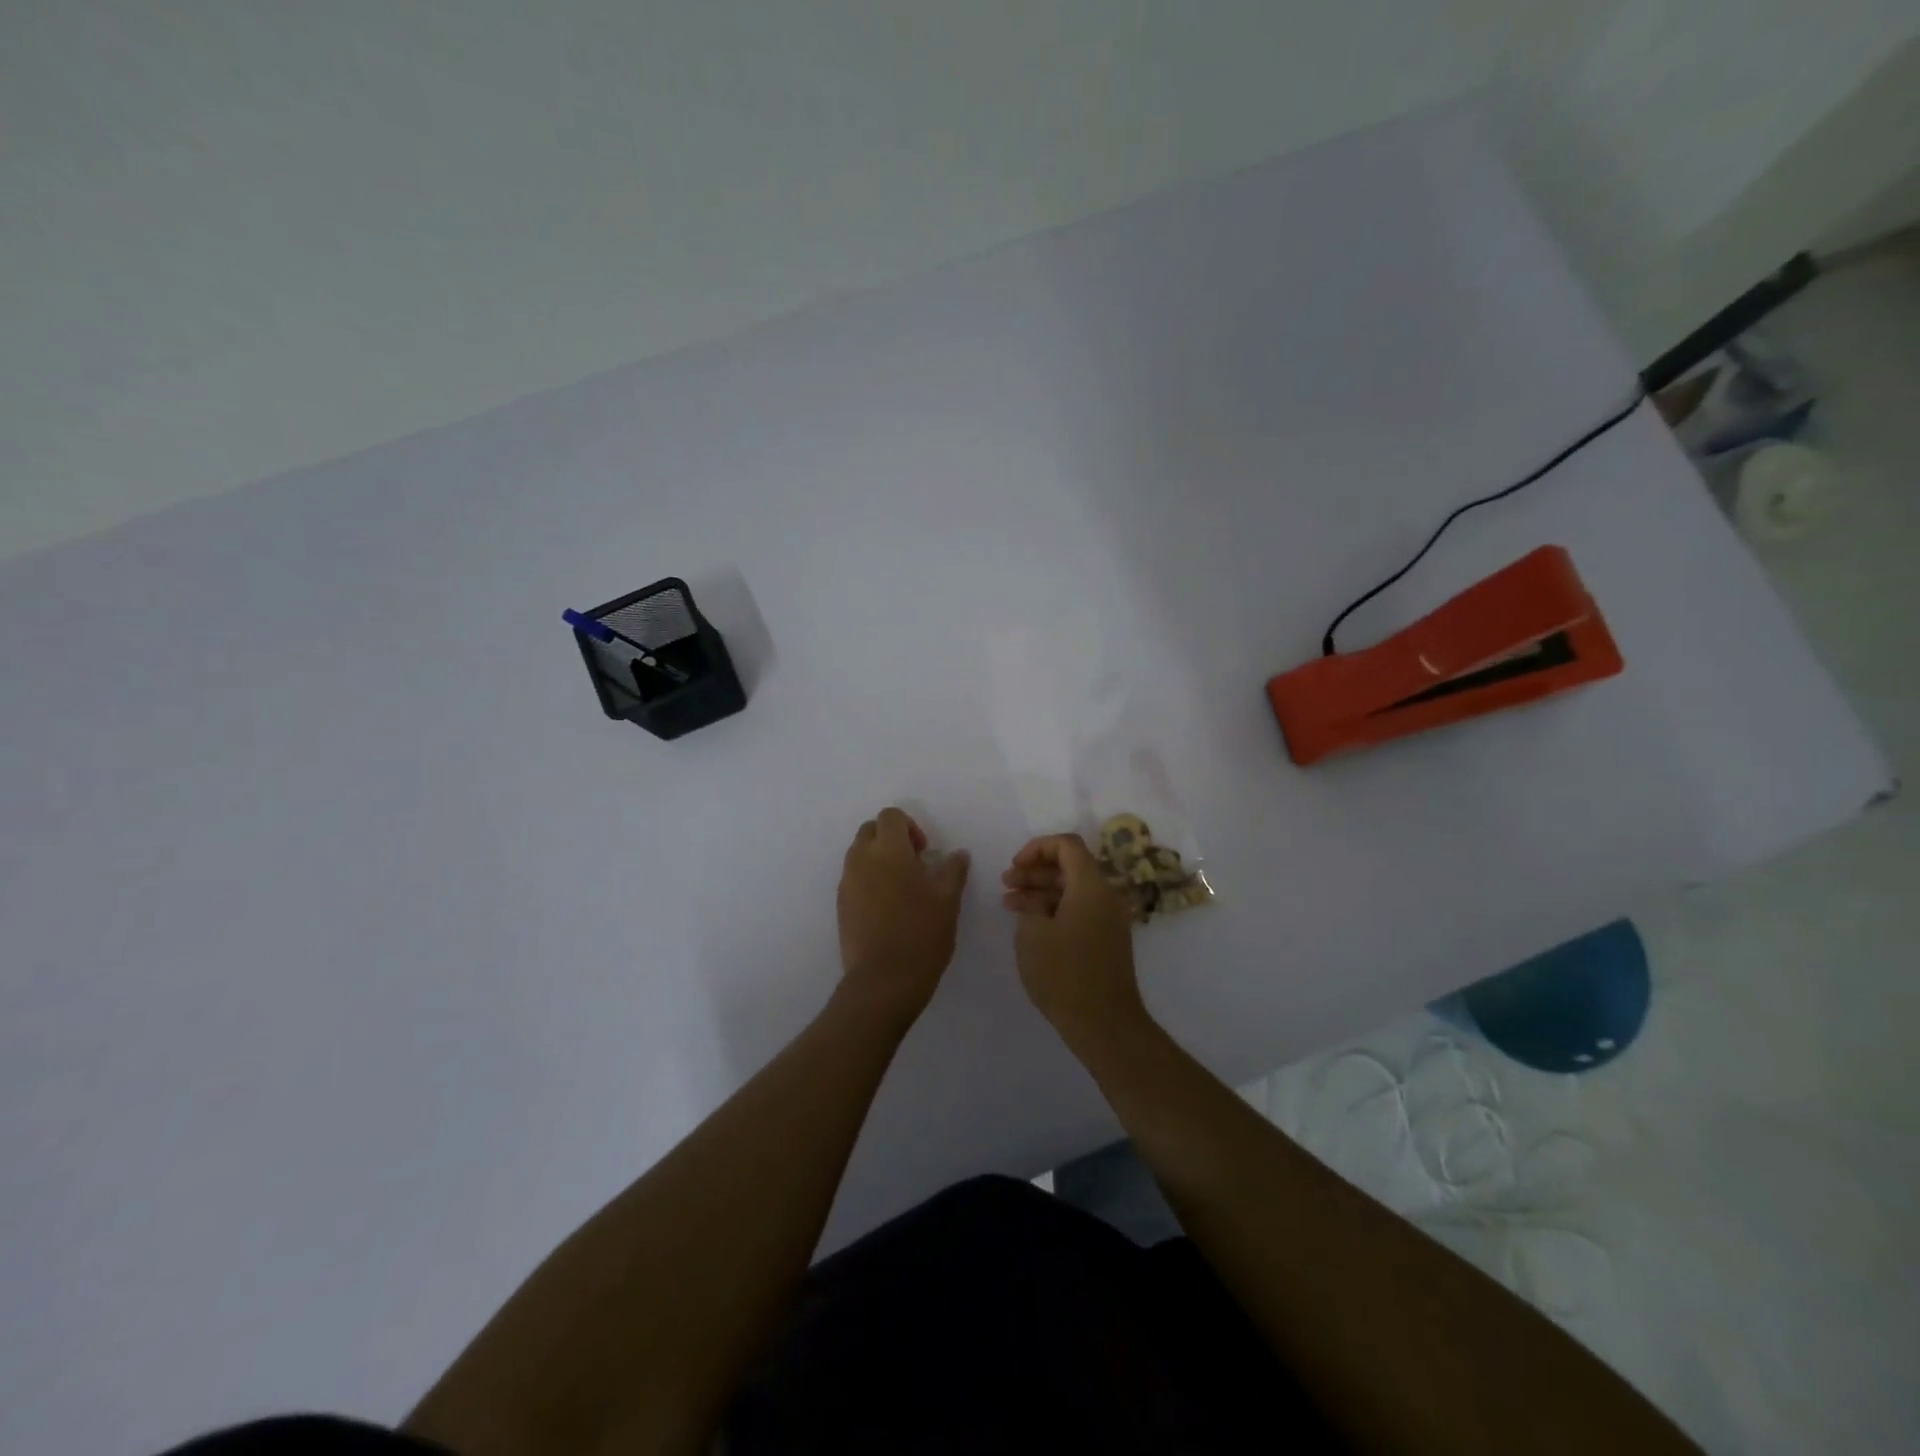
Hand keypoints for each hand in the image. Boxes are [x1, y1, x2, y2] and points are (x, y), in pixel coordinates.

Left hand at [837, 808, 971, 1024]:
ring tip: (902, 888)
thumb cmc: (921, 934)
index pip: (890, 816)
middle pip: (870, 830)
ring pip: (859, 854)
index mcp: (889, 850)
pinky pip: (853, 878)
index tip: (924, 852)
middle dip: (891, 838)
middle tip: (913, 865)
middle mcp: (862, 859)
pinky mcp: (840, 905)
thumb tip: (957, 854)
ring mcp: (847, 882)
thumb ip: (952, 870)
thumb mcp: (948, 901)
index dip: (909, 826)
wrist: (883, 981)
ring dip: (878, 859)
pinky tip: (887, 908)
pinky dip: (868, 880)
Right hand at [1001, 834, 1148, 1047]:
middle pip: (1070, 866)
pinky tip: (1030, 923)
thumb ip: (1031, 904)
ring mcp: (1109, 919)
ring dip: (1041, 891)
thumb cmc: (1064, 974)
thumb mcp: (1033, 933)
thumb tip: (1035, 899)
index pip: (1067, 845)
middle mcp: (1106, 896)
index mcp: (1091, 886)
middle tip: (1006, 883)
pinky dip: (1055, 908)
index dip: (1036, 848)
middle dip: (1035, 870)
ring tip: (1009, 903)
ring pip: (1072, 890)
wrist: (1104, 1023)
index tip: (1014, 866)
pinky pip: (1079, 909)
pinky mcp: (1107, 939)